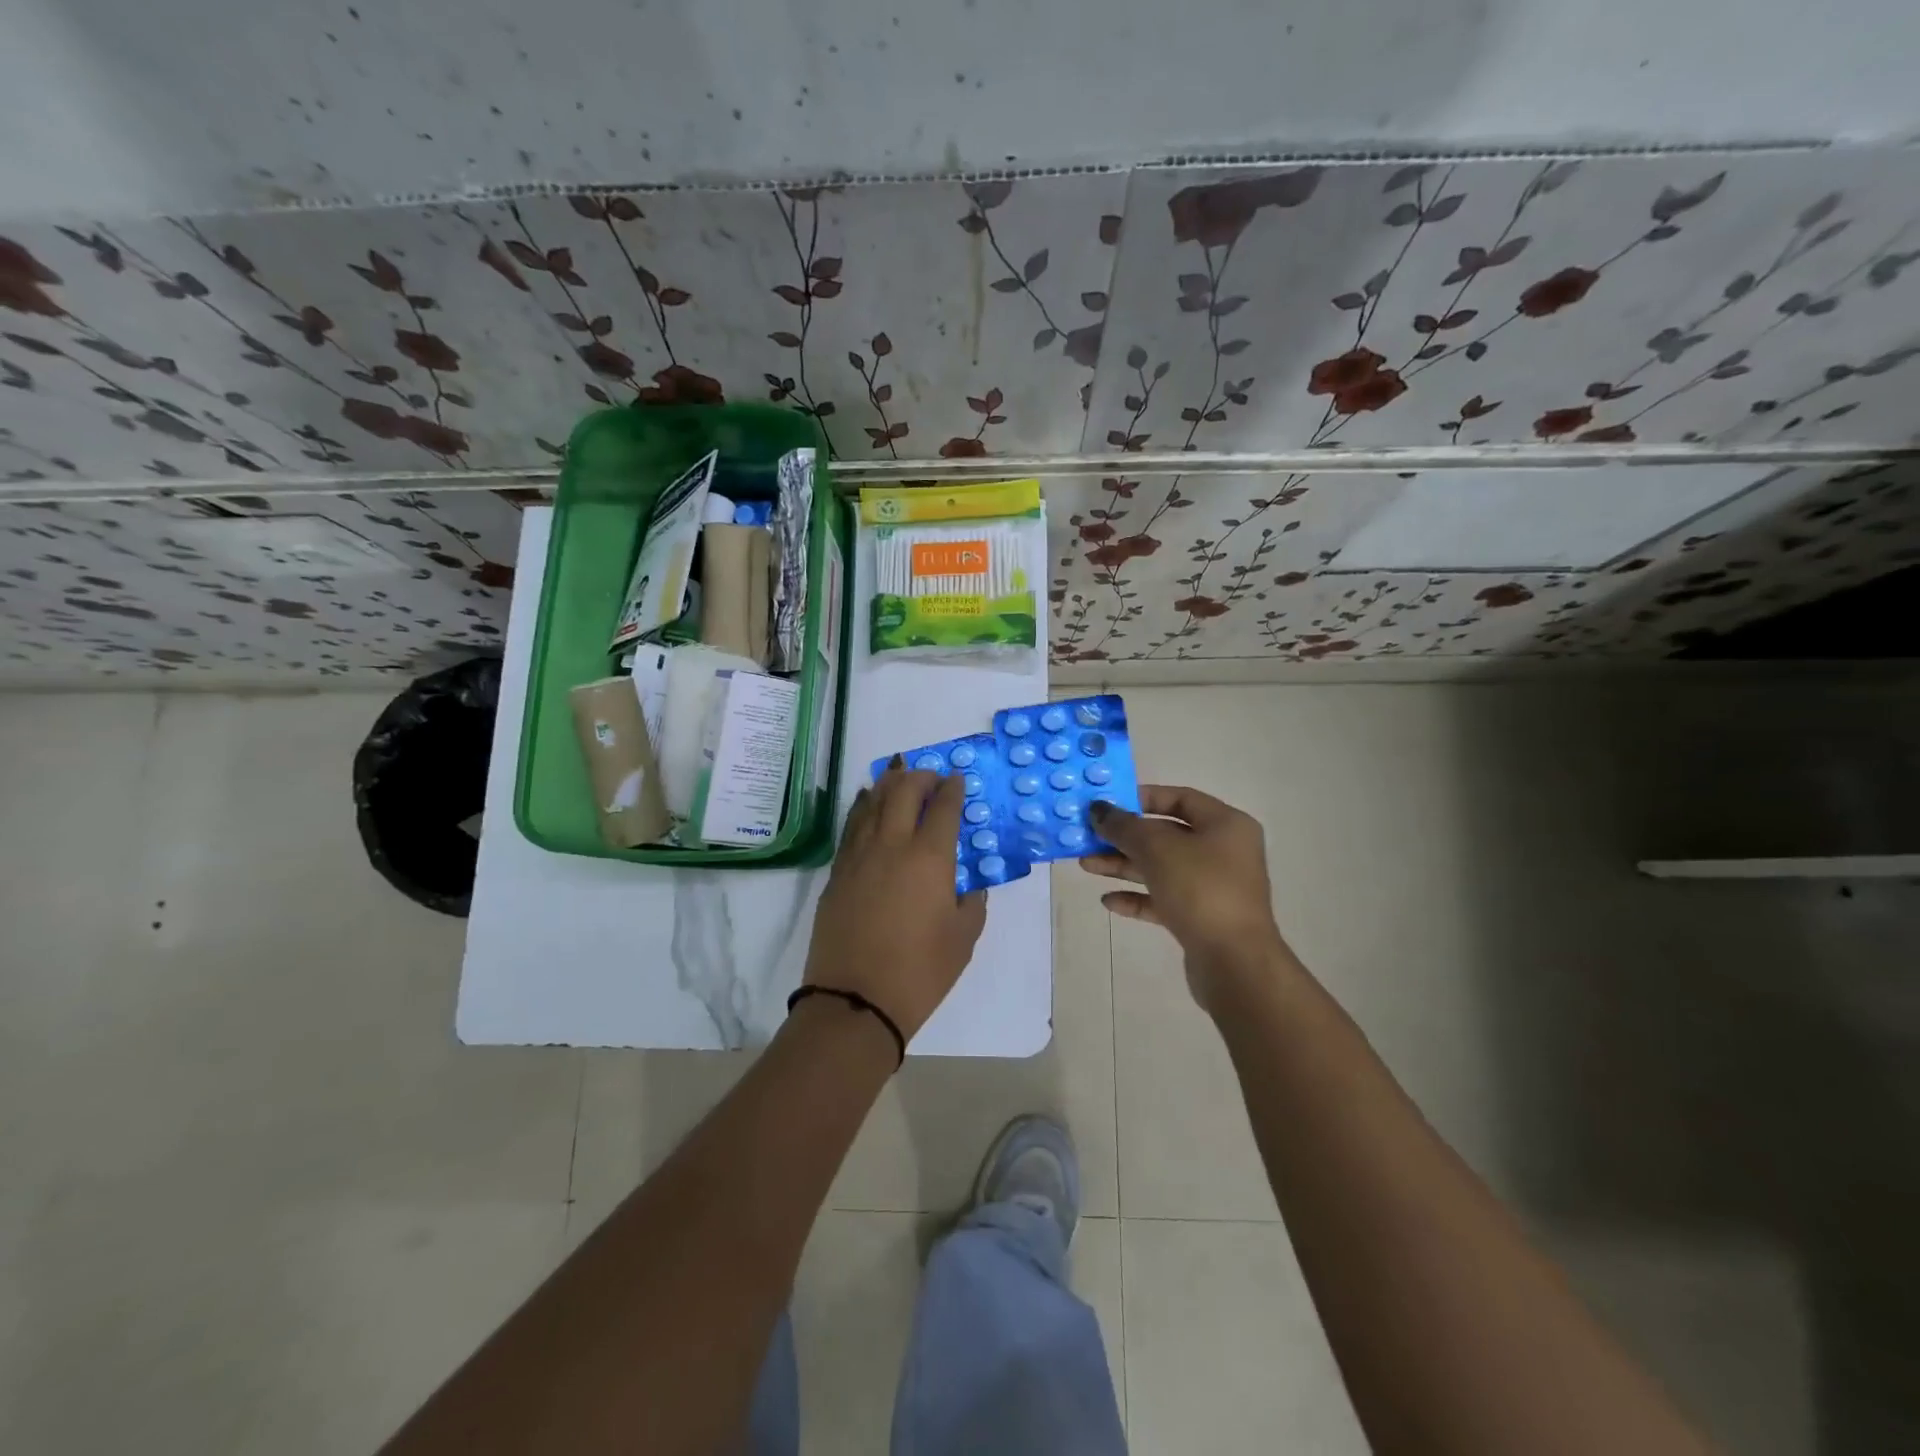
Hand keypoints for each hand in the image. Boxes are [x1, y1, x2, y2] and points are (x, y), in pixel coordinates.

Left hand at [804, 761, 987, 1042]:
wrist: (855, 1000)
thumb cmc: (920, 972)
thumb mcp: (963, 938)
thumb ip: (971, 903)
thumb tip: (968, 886)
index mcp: (930, 858)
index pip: (943, 808)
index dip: (952, 789)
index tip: (958, 779)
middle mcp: (892, 845)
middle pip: (904, 792)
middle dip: (920, 777)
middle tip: (932, 777)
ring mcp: (859, 856)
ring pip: (872, 802)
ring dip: (889, 783)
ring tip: (899, 775)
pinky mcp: (837, 872)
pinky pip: (852, 826)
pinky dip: (863, 806)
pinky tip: (866, 801)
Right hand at [1086, 786, 1290, 1012]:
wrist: (1235, 962)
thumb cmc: (1201, 889)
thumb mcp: (1157, 849)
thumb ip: (1124, 826)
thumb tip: (1097, 809)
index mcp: (1226, 825)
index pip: (1181, 798)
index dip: (1142, 798)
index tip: (1109, 805)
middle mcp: (1224, 852)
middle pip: (1166, 835)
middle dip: (1124, 837)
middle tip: (1088, 838)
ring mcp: (1214, 887)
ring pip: (1161, 868)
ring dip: (1124, 866)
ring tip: (1086, 866)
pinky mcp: (1202, 918)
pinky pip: (1164, 899)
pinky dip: (1137, 897)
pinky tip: (1108, 901)